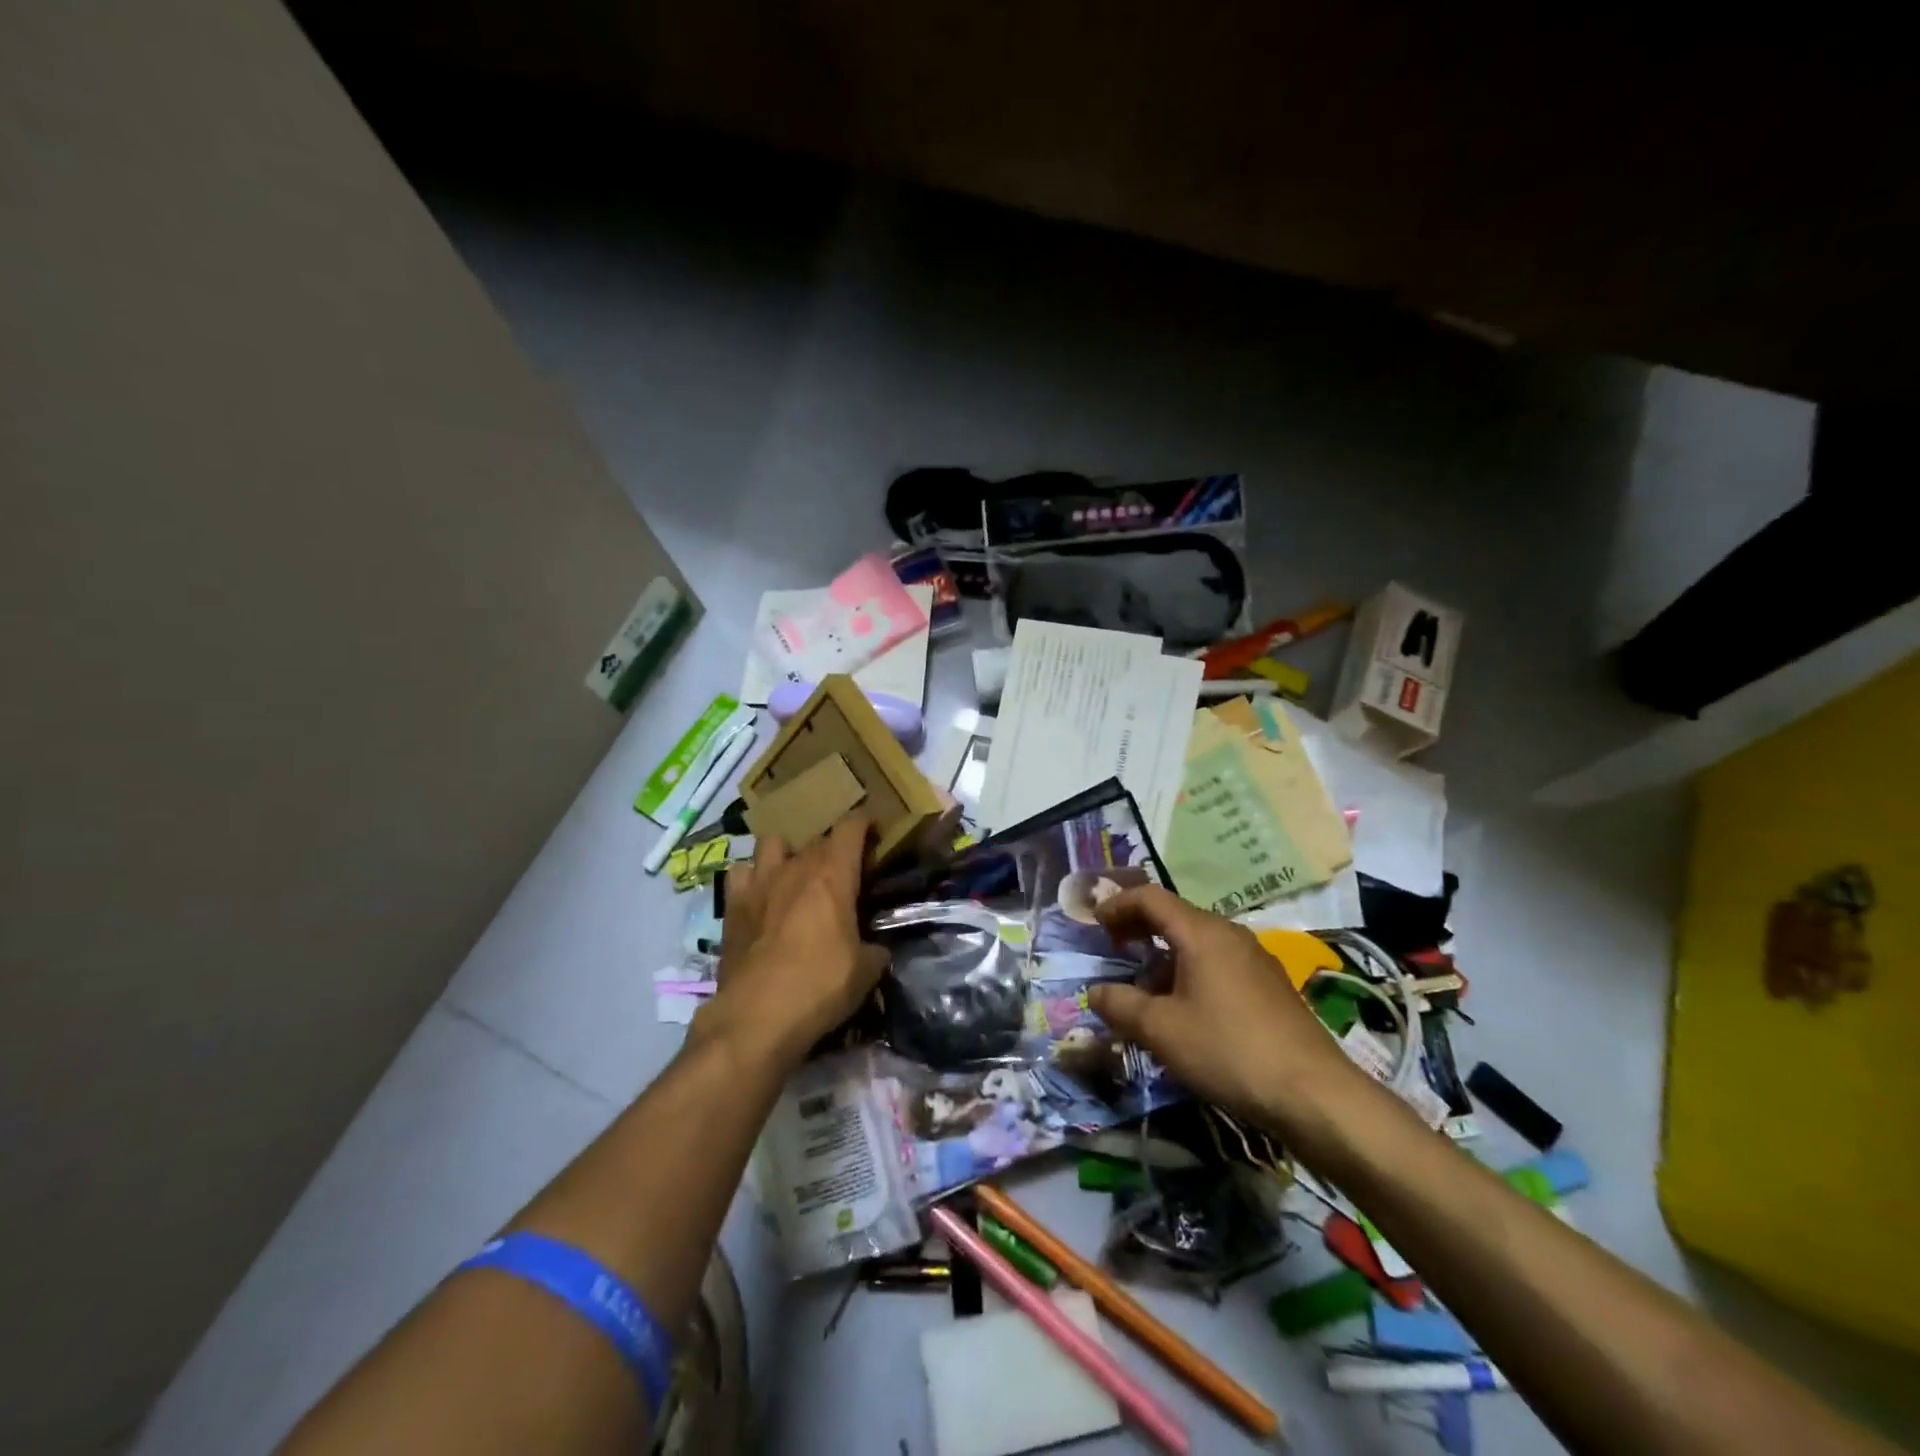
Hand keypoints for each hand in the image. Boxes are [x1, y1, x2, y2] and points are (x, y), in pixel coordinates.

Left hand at [700, 812, 888, 1065]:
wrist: (757, 1016)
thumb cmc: (820, 986)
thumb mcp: (866, 971)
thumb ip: (876, 949)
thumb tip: (878, 948)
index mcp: (833, 875)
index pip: (851, 827)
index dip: (864, 823)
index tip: (874, 831)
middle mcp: (796, 867)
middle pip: (817, 838)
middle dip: (832, 848)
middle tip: (842, 871)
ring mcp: (759, 882)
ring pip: (773, 842)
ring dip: (787, 853)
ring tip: (795, 874)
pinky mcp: (732, 905)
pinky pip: (741, 872)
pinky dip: (752, 877)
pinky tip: (760, 895)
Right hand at [1088, 885, 1359, 1130]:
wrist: (1315, 1094)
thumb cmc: (1229, 1050)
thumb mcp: (1162, 1031)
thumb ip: (1121, 1005)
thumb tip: (1095, 992)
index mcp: (1202, 933)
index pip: (1151, 897)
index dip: (1118, 905)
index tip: (1095, 924)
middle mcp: (1230, 935)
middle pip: (1176, 916)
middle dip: (1140, 928)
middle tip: (1114, 949)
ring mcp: (1255, 960)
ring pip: (1198, 942)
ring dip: (1164, 955)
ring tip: (1145, 989)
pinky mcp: (1270, 986)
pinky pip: (1218, 963)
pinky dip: (1190, 972)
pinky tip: (1186, 1010)